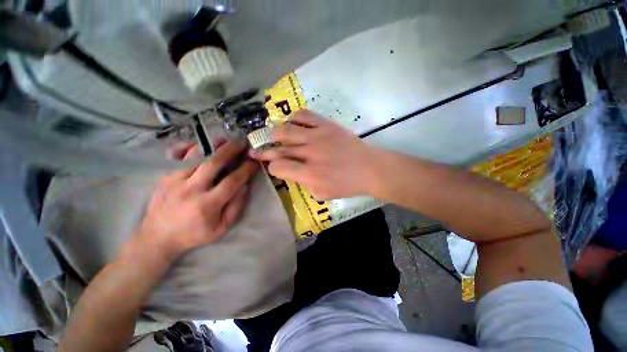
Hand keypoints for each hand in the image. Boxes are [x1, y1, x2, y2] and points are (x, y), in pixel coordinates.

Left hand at [131, 142, 258, 260]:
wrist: (157, 237)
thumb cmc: (194, 234)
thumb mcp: (221, 228)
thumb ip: (236, 207)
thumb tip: (245, 186)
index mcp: (207, 204)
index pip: (232, 181)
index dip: (246, 169)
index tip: (254, 162)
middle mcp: (191, 189)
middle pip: (214, 162)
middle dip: (231, 150)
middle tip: (242, 142)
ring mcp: (175, 180)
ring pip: (196, 156)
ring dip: (213, 146)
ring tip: (224, 140)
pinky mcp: (165, 177)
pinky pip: (180, 157)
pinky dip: (192, 149)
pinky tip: (201, 146)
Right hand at [250, 110, 374, 199]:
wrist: (369, 168)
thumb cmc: (347, 185)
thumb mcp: (322, 194)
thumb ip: (303, 183)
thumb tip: (292, 172)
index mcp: (308, 174)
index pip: (278, 167)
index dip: (272, 168)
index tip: (273, 167)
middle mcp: (309, 153)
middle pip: (279, 149)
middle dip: (264, 151)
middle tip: (256, 150)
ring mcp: (317, 136)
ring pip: (286, 130)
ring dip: (275, 134)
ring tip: (273, 136)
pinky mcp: (326, 125)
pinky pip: (303, 115)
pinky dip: (293, 118)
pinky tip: (292, 123)